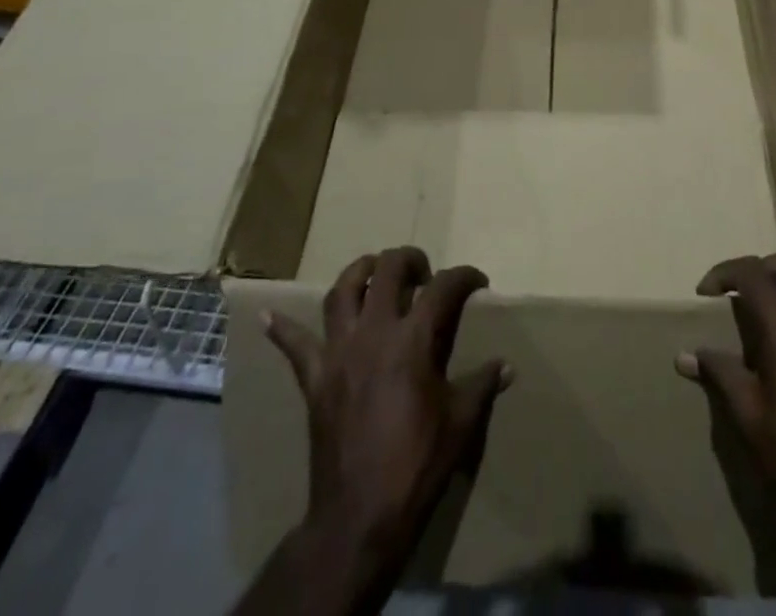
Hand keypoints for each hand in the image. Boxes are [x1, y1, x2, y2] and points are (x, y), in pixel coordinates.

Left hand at [262, 247, 511, 582]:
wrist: (360, 514)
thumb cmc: (417, 464)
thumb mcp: (461, 423)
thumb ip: (483, 385)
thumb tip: (507, 367)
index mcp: (413, 340)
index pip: (443, 288)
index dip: (465, 277)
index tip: (478, 282)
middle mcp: (374, 332)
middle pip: (387, 271)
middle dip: (409, 260)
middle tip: (423, 271)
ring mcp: (339, 352)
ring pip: (342, 292)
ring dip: (359, 272)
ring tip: (374, 270)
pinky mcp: (315, 378)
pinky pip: (295, 347)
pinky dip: (283, 328)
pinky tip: (268, 314)